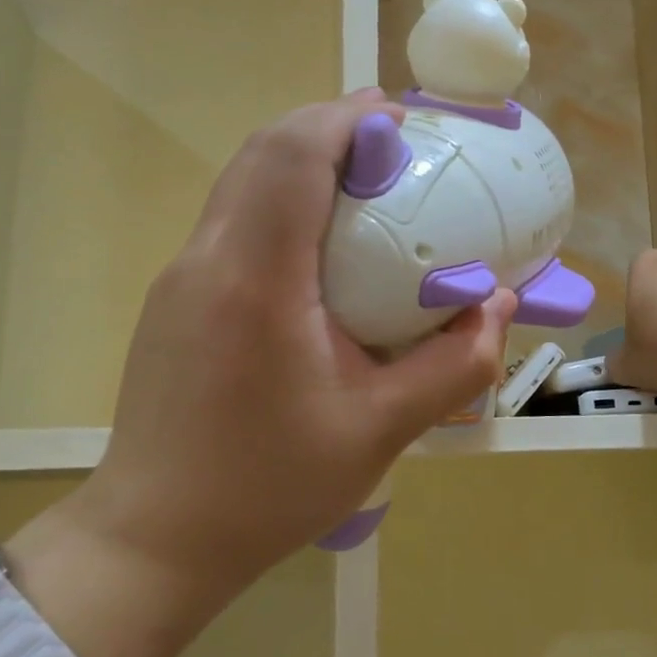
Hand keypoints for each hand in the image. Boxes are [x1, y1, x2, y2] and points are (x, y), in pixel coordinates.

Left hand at [63, 90, 515, 597]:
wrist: (157, 540)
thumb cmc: (270, 487)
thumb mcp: (382, 430)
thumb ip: (454, 364)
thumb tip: (499, 306)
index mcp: (257, 279)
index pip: (292, 155)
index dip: (346, 118)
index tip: (402, 117)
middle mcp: (208, 259)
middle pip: (262, 151)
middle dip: (328, 126)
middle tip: (395, 142)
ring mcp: (181, 277)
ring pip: (241, 181)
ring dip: (301, 159)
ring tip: (366, 180)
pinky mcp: (175, 300)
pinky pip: (232, 220)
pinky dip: (280, 199)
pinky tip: (321, 243)